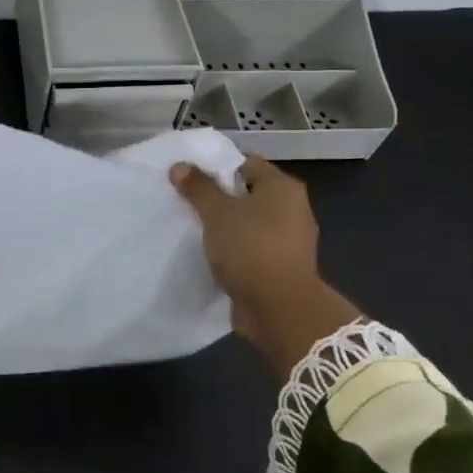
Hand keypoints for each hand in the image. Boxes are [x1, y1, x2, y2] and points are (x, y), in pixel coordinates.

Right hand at [169, 157, 360, 378]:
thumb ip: (198, 187)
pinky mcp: (281, 265)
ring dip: (225, 225)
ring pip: (249, 222)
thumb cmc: (250, 248)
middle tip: (186, 202)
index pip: (245, 163)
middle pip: (247, 193)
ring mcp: (289, 239)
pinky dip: (234, 248)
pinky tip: (211, 254)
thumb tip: (180, 166)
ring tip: (194, 229)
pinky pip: (251, 247)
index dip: (216, 167)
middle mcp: (292, 208)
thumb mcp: (217, 212)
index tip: (189, 178)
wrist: (280, 309)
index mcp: (282, 187)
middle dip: (218, 197)